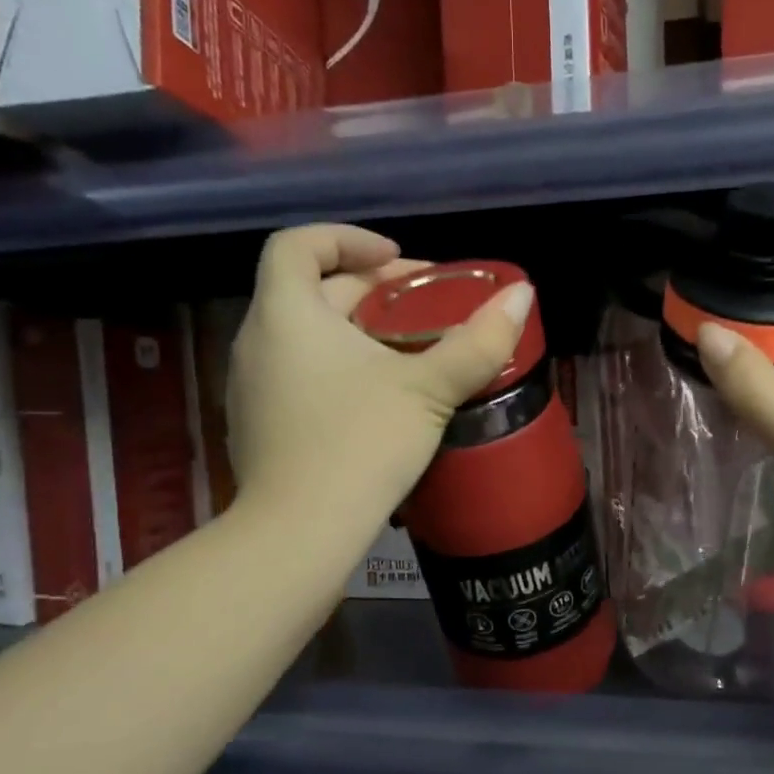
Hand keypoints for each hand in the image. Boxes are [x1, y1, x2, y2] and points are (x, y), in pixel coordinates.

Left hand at [227, 225, 534, 523]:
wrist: (298, 535)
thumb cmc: (360, 446)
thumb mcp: (428, 390)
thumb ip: (478, 342)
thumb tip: (523, 294)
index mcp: (286, 314)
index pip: (299, 244)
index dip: (348, 238)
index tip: (399, 260)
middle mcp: (257, 341)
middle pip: (311, 291)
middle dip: (371, 289)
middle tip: (426, 305)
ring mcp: (251, 388)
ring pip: (305, 337)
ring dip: (355, 330)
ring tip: (409, 350)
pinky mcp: (258, 428)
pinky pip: (298, 376)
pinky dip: (336, 368)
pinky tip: (377, 401)